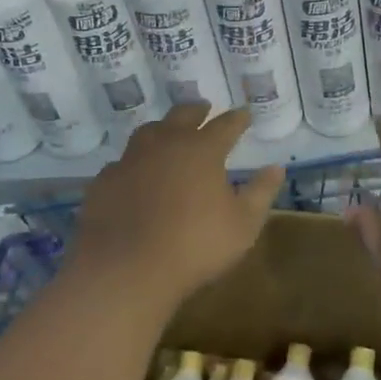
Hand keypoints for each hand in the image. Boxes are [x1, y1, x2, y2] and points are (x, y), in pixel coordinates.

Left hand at [70, 104, 283, 307]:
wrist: (125, 270)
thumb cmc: (194, 246)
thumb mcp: (243, 224)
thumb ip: (261, 192)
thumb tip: (276, 168)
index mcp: (202, 150)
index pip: (225, 125)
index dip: (237, 119)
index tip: (245, 114)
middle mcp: (165, 144)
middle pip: (182, 116)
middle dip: (197, 110)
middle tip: (204, 108)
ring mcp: (130, 160)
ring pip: (148, 132)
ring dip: (162, 128)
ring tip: (168, 132)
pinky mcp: (104, 181)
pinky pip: (122, 163)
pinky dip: (134, 162)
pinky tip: (135, 173)